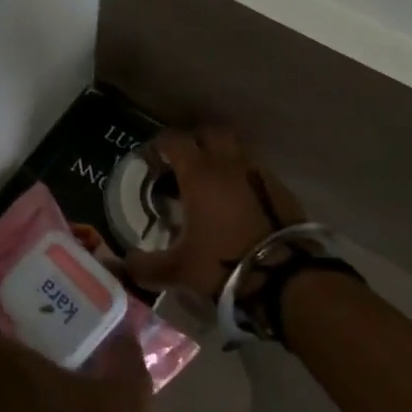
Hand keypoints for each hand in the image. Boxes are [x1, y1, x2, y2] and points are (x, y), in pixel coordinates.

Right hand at [124, 127, 306, 297]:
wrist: (287, 278)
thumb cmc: (224, 263)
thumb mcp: (179, 269)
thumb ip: (147, 266)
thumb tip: (124, 264)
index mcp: (199, 173)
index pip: (175, 141)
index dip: (160, 144)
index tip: (152, 157)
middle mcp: (228, 164)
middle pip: (210, 133)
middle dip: (195, 141)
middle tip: (184, 163)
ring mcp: (259, 173)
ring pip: (236, 150)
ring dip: (222, 158)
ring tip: (211, 184)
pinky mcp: (281, 190)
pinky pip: (256, 171)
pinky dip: (243, 178)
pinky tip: (238, 203)